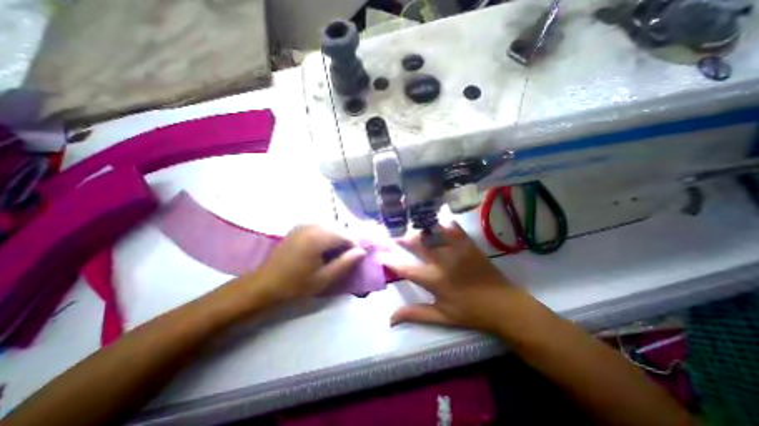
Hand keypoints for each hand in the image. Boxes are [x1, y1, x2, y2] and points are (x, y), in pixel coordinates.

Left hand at [242, 227, 361, 305]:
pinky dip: (326, 236)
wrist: (264, 286)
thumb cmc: (295, 285)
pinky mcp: (298, 228)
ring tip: (333, 256)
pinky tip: (321, 250)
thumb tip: (362, 251)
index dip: (354, 247)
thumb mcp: (324, 278)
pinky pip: (319, 228)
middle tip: (344, 260)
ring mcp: (303, 225)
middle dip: (345, 242)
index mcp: (318, 237)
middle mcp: (312, 226)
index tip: (353, 260)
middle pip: (338, 229)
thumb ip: (345, 263)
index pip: (346, 235)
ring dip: (336, 239)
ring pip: (329, 228)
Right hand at [389, 221, 528, 334]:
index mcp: (435, 280)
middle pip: (418, 244)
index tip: (382, 255)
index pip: (406, 268)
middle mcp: (443, 261)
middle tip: (397, 235)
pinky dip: (442, 223)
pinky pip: (453, 228)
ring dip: (420, 229)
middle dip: (404, 238)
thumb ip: (415, 315)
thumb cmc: (471, 312)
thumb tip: (390, 319)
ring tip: (413, 227)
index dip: (391, 261)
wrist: (504, 305)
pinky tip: (436, 222)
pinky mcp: (468, 244)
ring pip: (433, 232)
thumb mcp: (442, 317)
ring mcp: (457, 250)